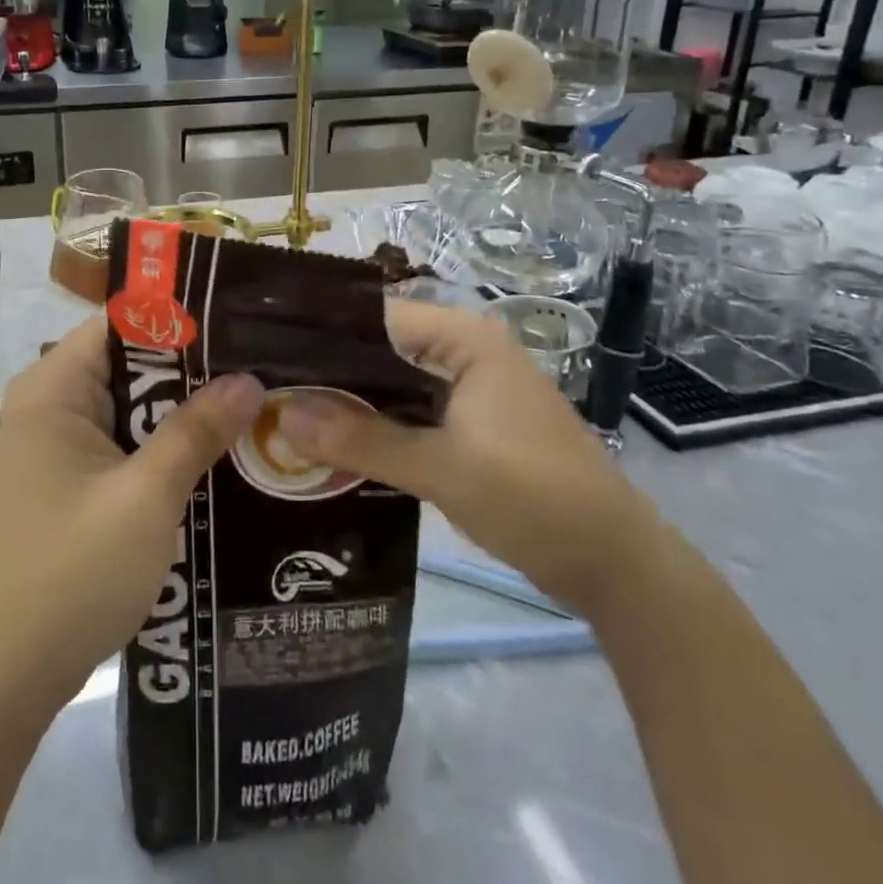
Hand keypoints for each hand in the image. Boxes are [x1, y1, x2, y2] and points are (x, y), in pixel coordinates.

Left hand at [0, 317, 263, 707]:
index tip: (238, 322)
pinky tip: (213, 454)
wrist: (8, 676)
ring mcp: (56, 446)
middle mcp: (49, 405)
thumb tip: (249, 379)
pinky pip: (122, 444)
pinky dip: (161, 446)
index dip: (178, 318)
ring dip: (180, 412)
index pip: (120, 323)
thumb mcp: (146, 497)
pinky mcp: (68, 482)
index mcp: (53, 389)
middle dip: (190, 369)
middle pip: (128, 364)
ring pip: (129, 407)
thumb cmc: (72, 572)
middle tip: (260, 366)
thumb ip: (196, 431)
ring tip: (250, 404)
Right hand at [275, 299, 652, 611]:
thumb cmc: (535, 498)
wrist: (615, 566)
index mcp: (464, 339)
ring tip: (285, 417)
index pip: (376, 318)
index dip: (323, 336)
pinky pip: (408, 414)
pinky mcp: (468, 426)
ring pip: (391, 385)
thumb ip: (361, 440)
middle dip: (329, 374)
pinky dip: (375, 428)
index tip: (270, 357)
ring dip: (349, 404)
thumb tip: (283, 415)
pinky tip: (332, 447)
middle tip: (268, 392)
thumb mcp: (442, 468)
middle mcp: (463, 352)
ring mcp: (468, 390)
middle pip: (380, 351)